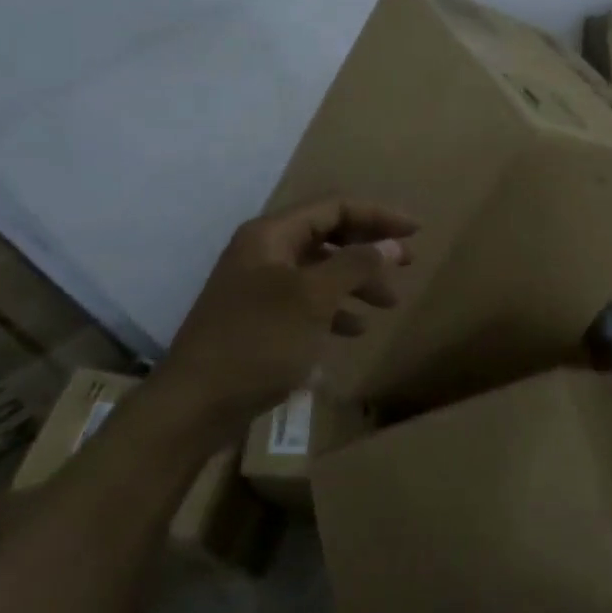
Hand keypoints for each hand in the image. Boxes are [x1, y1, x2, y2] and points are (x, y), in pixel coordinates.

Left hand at [140, 197, 417, 447]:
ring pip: (320, 271)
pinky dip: (335, 310)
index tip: (415, 232)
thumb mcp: (313, 298)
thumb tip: (392, 243)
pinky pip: (307, 302)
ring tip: (388, 304)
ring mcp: (259, 287)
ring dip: (357, 282)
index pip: (334, 208)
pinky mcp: (259, 319)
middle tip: (407, 265)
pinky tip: (355, 330)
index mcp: (271, 235)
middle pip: (328, 236)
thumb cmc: (258, 341)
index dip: (378, 216)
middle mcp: (264, 252)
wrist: (195, 404)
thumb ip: (356, 265)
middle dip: (369, 249)